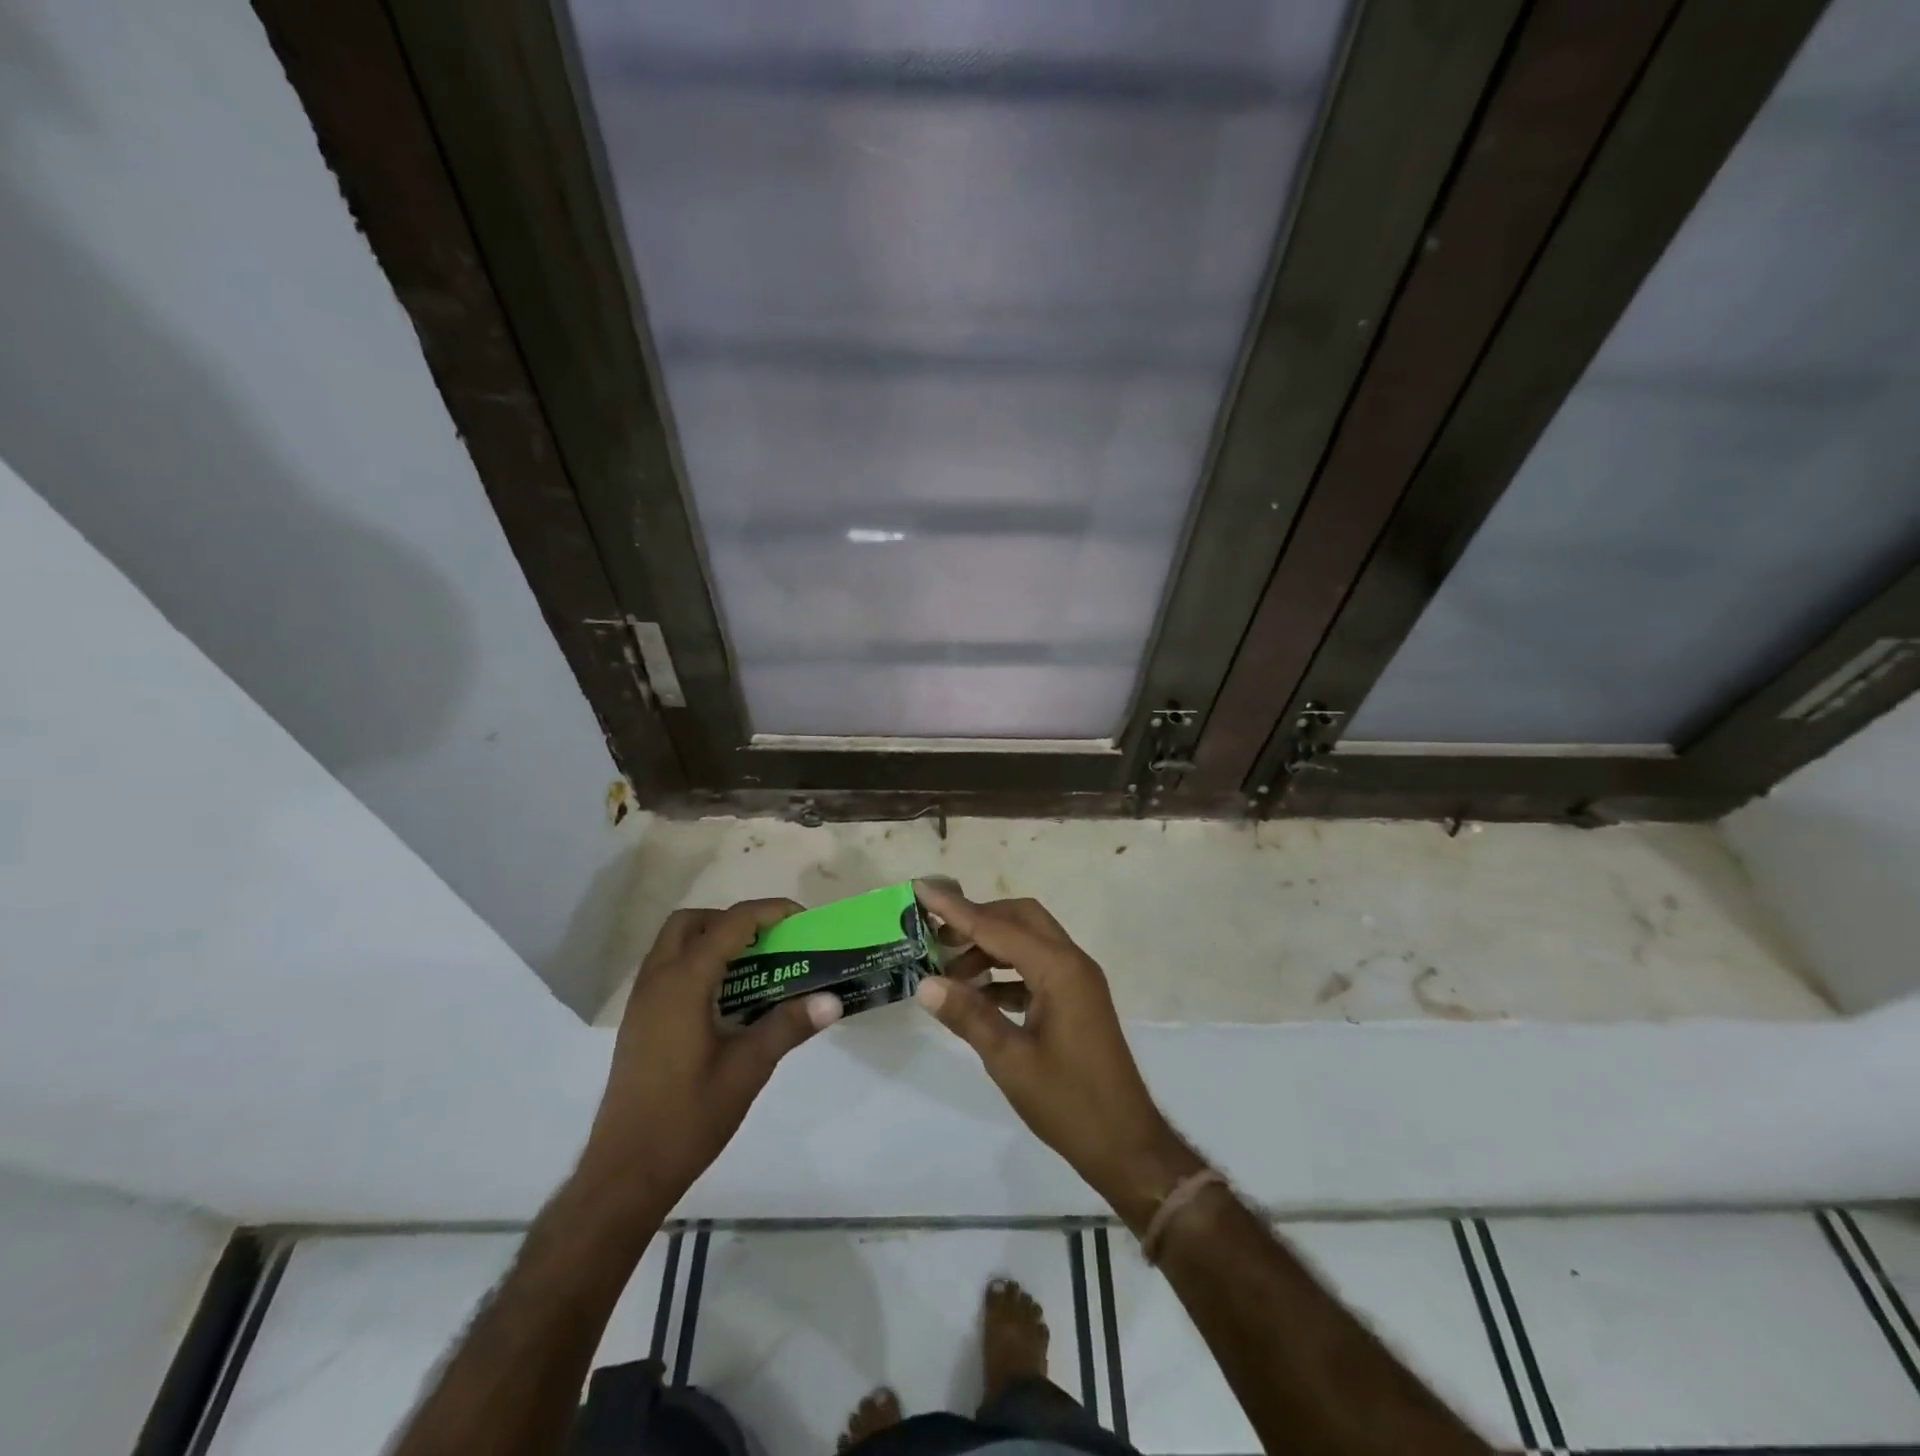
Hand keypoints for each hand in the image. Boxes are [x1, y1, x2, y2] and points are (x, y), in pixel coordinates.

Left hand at [579, 900, 841, 1215]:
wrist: (625, 1172)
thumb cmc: (687, 1118)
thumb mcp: (747, 1070)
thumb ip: (788, 1026)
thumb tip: (833, 1000)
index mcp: (683, 984)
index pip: (729, 925)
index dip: (768, 912)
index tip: (802, 919)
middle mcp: (656, 981)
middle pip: (692, 922)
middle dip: (733, 920)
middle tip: (769, 941)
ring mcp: (642, 1001)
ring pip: (674, 943)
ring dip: (713, 939)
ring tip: (753, 966)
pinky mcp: (638, 1021)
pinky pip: (667, 968)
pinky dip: (697, 962)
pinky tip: (725, 998)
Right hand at [913, 883, 1203, 1229]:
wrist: (1125, 1145)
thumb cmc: (1069, 1103)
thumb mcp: (1010, 1061)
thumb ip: (968, 1016)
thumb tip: (925, 983)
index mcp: (1059, 970)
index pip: (998, 927)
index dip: (956, 909)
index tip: (922, 888)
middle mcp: (1072, 963)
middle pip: (1020, 919)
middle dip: (977, 920)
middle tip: (935, 935)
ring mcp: (1077, 980)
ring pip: (1028, 941)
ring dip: (990, 947)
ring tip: (948, 970)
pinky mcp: (1075, 1000)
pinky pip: (1035, 968)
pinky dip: (1005, 971)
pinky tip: (976, 994)